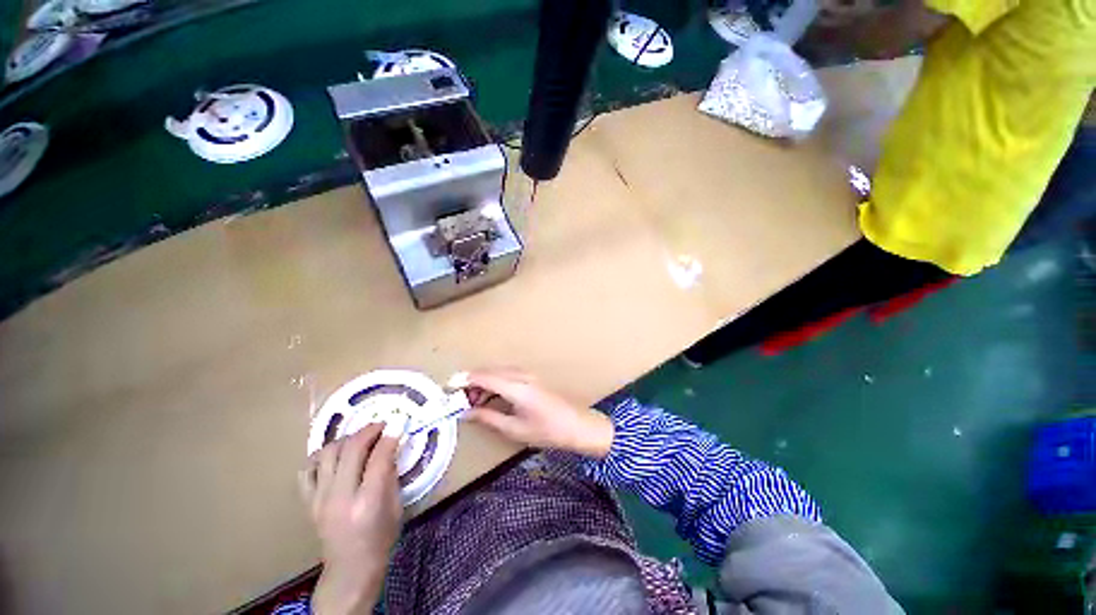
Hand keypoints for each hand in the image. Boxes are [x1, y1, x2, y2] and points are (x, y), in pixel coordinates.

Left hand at [299, 423, 401, 614]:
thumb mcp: (396, 506)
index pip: (378, 458)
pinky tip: (335, 455)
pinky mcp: (307, 502)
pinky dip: (321, 456)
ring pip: (327, 453)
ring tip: (359, 439)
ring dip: (346, 439)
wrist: (350, 568)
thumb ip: (390, 474)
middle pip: (351, 450)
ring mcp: (319, 499)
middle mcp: (340, 497)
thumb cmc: (381, 538)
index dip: (390, 436)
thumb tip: (391, 444)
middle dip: (369, 431)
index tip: (398, 424)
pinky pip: (307, 470)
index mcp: (368, 502)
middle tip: (381, 425)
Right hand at [459, 368, 614, 458]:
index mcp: (516, 387)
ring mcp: (528, 375)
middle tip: (459, 399)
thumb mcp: (514, 429)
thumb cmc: (547, 431)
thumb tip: (467, 412)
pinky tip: (490, 397)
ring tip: (472, 401)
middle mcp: (521, 375)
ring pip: (498, 372)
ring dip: (483, 382)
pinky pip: (507, 375)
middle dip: (472, 382)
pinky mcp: (532, 378)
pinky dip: (495, 383)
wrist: (578, 425)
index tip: (448, 386)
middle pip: (490, 371)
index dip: (464, 380)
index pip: (484, 377)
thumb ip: (488, 417)